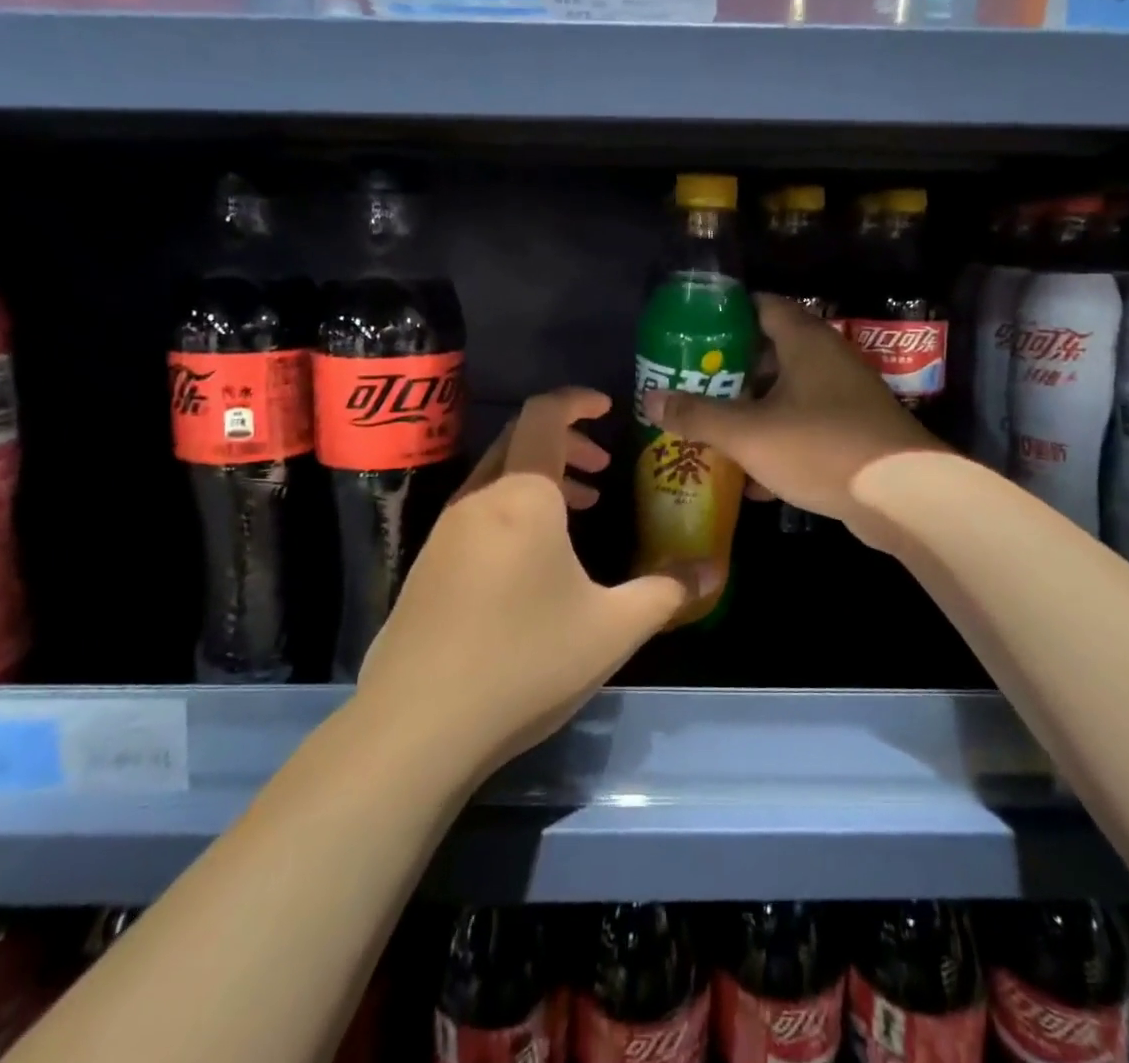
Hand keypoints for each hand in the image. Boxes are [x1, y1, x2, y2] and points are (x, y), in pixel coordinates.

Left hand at [356, 388, 715, 775]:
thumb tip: (714, 571)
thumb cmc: (524, 661)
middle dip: (566, 442)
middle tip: (602, 468)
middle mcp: (479, 500)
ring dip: (540, 478)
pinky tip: (534, 561)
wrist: (414, 728)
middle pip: (520, 441)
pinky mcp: (427, 566)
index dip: (576, 401)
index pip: (544, 415)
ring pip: (498, 477)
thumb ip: (667, 591)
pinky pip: (478, 511)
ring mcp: (445, 532)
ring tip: (579, 508)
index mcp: (523, 496)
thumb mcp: (612, 628)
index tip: (607, 407)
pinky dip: (514, 509)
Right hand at [642, 295, 945, 547]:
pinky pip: (805, 429)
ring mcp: (845, 397)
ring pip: (787, 395)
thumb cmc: (819, 446)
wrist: (902, 496)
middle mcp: (827, 359)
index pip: (762, 305)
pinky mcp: (854, 433)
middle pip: (771, 353)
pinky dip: (778, 444)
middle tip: (693, 385)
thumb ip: (697, 415)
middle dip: (731, 371)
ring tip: (711, 429)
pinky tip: (751, 480)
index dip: (726, 314)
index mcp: (804, 341)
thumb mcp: (748, 432)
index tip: (692, 332)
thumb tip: (651, 399)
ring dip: (752, 412)